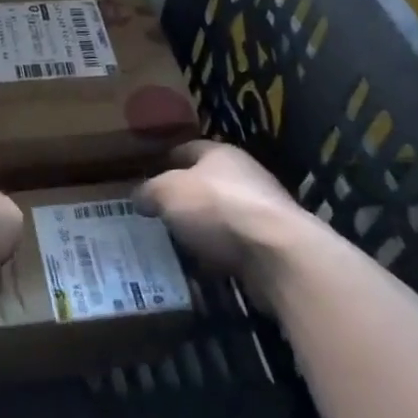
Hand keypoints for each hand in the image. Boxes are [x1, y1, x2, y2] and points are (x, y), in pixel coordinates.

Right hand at [134, 140, 308, 277]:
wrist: (278, 254)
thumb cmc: (216, 208)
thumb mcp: (168, 193)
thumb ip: (150, 192)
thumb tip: (139, 196)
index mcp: (220, 153)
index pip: (187, 149)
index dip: (165, 161)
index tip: (147, 177)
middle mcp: (244, 175)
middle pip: (207, 182)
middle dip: (185, 197)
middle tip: (159, 213)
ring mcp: (263, 211)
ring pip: (222, 216)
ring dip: (203, 228)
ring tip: (177, 243)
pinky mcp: (273, 245)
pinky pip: (236, 246)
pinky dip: (220, 254)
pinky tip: (202, 268)